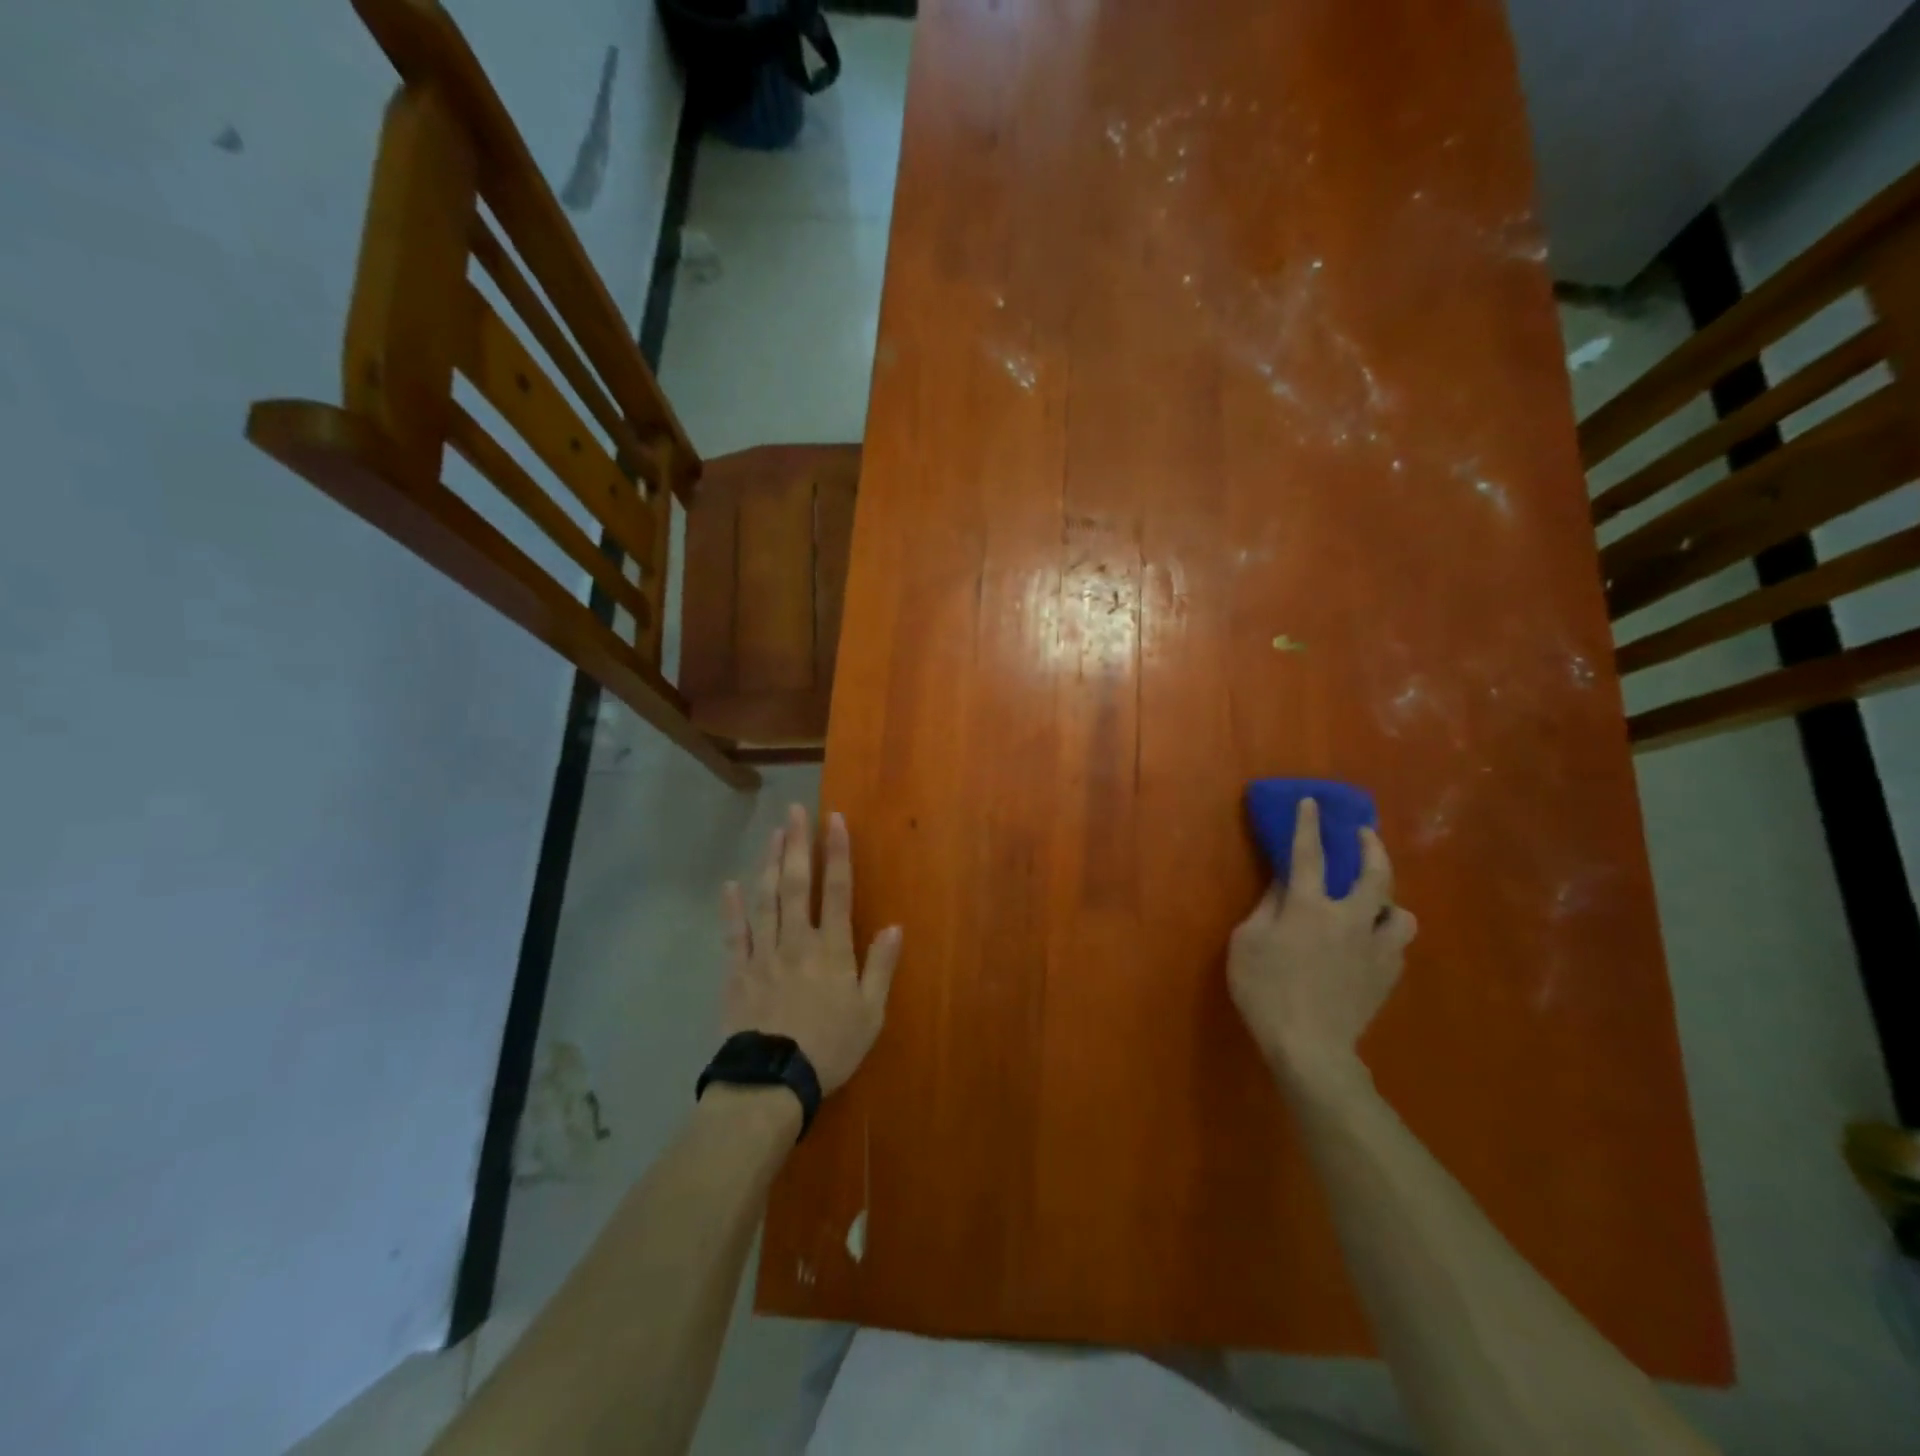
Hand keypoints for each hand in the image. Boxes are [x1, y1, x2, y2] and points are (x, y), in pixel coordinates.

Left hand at [720, 804, 903, 1095]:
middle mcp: (797, 940)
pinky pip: (735, 934)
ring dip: (770, 864)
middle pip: (798, 884)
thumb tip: (896, 926)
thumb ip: (881, 966)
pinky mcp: (738, 972)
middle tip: (795, 811)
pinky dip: (732, 908)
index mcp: (832, 949)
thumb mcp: (870, 1013)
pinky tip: (730, 884)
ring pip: (767, 899)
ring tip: (773, 834)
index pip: (837, 890)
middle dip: (798, 844)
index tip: (834, 819)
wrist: (772, 1081)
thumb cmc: (830, 1048)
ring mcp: (764, 954)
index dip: (837, 852)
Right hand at [1228, 799, 1417, 1091]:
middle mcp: (1350, 919)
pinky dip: (1386, 936)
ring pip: (1402, 913)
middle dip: (1371, 847)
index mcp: (1309, 907)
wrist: (1310, 1047)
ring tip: (1377, 902)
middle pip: (1375, 874)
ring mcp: (1376, 948)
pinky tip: (1372, 944)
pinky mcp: (1388, 976)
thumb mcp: (1248, 943)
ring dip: (1390, 901)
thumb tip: (1283, 883)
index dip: (1308, 825)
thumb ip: (1267, 907)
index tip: (1311, 802)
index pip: (1309, 854)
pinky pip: (1397, 945)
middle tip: (1365, 835)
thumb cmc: (1265, 990)